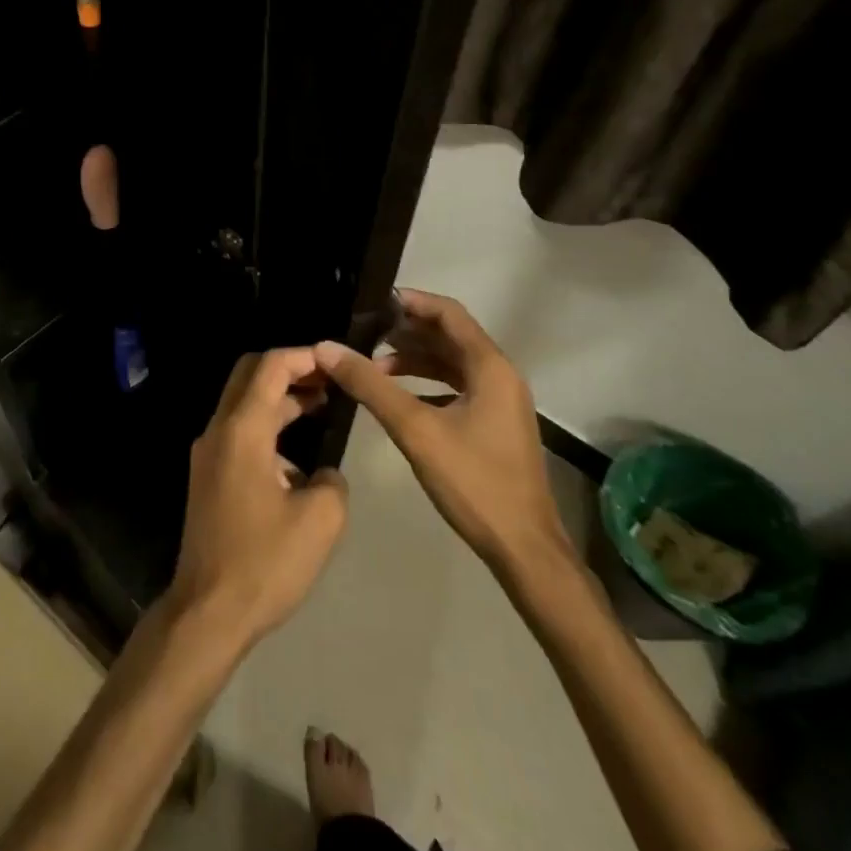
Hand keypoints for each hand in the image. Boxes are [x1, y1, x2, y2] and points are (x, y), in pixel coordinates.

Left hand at [168, 349, 348, 649]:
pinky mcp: (208, 477)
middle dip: (289, 370)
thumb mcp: (320, 521)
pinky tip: (297, 461)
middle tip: (327, 379)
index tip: (335, 360)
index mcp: (242, 430)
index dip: (304, 356)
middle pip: (249, 375)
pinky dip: (268, 429)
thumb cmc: (264, 563)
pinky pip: (239, 434)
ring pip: (244, 406)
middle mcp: (218, 431)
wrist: (207, 612)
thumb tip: (322, 474)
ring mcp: (208, 454)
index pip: (269, 367)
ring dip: (280, 401)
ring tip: (322, 408)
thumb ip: (331, 480)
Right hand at [316, 289, 572, 578]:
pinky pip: (457, 387)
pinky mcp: (495, 424)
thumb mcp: (415, 429)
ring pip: (452, 364)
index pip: (449, 313)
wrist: (524, 549)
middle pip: (449, 336)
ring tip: (373, 364)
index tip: (373, 302)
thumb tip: (326, 348)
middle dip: (407, 331)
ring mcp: (500, 401)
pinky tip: (398, 397)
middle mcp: (500, 375)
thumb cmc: (474, 482)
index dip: (412, 301)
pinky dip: (427, 383)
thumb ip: (370, 386)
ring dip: (415, 359)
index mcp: (490, 366)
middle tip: (363, 332)